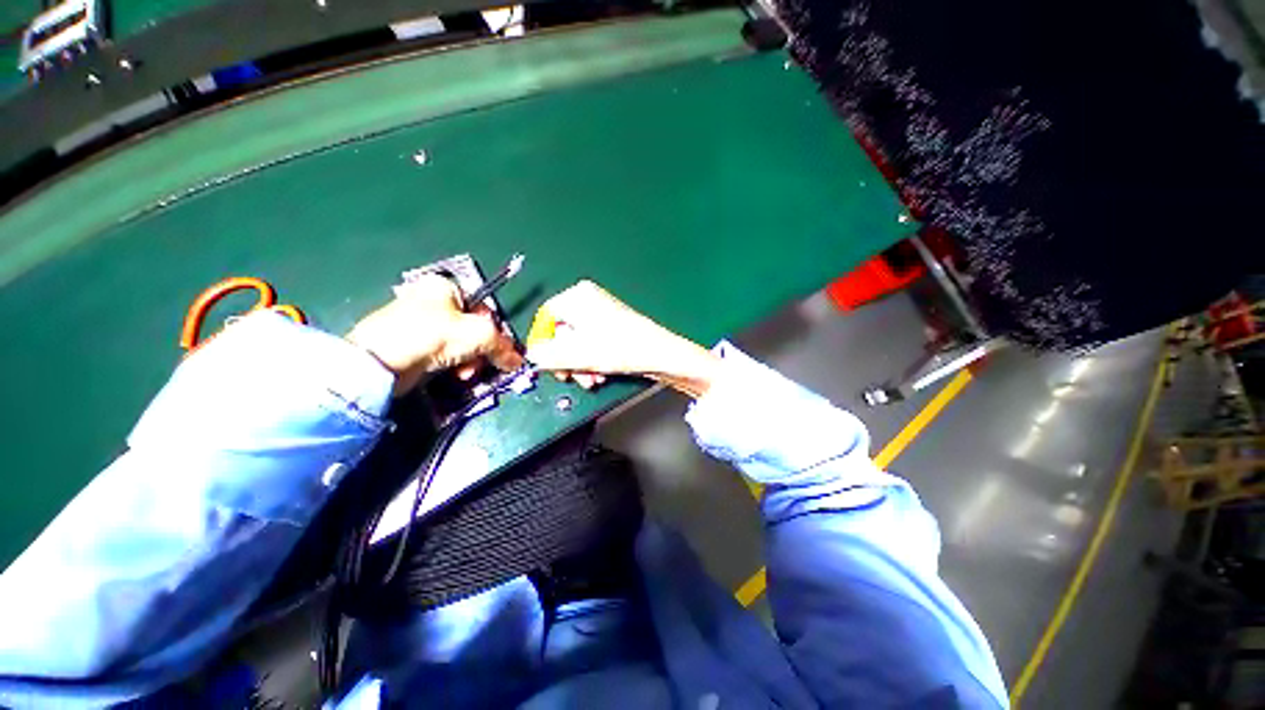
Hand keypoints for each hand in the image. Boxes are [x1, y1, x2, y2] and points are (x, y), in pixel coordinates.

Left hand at [346, 275, 522, 395]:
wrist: (379, 362)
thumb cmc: (432, 335)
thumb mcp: (479, 335)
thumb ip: (503, 346)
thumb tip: (518, 361)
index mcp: (445, 287)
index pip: (484, 308)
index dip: (495, 331)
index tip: (500, 350)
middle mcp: (431, 301)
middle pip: (473, 329)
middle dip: (481, 351)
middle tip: (480, 365)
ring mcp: (418, 323)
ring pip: (460, 345)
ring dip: (469, 362)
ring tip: (463, 374)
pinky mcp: (410, 345)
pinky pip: (443, 355)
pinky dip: (452, 366)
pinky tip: (451, 376)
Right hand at [526, 280, 719, 397]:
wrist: (659, 352)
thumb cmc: (618, 348)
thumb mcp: (578, 354)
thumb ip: (548, 355)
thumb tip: (531, 356)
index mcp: (576, 297)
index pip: (545, 319)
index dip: (542, 344)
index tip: (544, 366)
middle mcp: (587, 299)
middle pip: (562, 332)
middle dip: (566, 360)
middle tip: (571, 378)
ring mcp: (601, 311)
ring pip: (577, 341)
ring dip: (580, 364)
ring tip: (592, 380)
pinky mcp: (612, 325)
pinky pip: (592, 342)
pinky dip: (592, 359)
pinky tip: (600, 374)